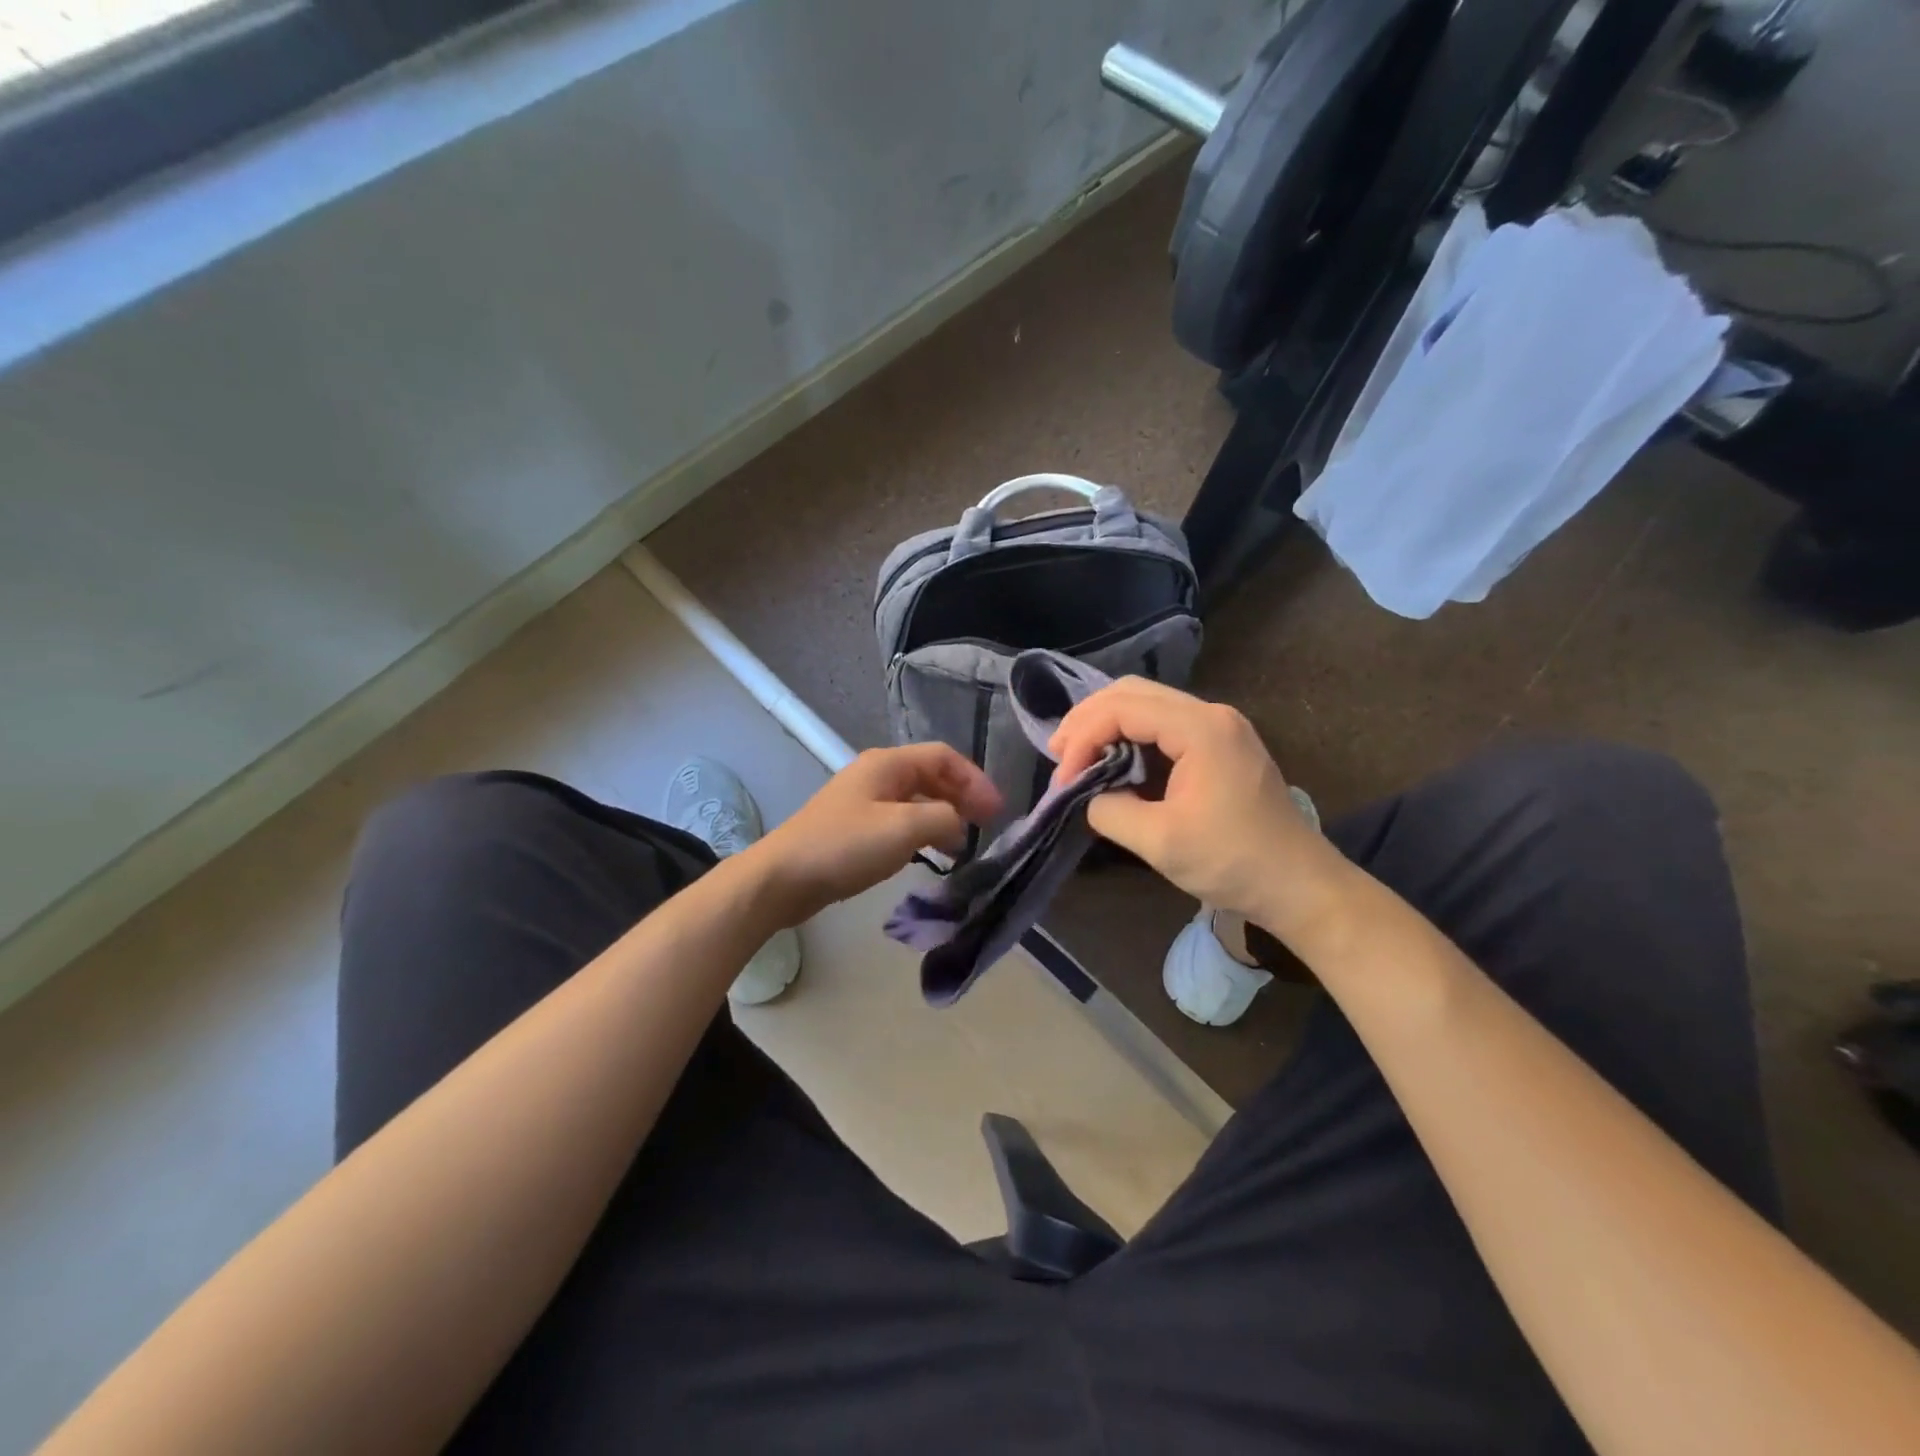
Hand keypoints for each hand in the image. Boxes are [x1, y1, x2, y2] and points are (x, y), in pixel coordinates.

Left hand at [746, 745, 1002, 926]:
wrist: (784, 878)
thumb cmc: (845, 846)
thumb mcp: (904, 828)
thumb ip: (943, 818)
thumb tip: (959, 824)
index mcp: (888, 764)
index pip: (944, 758)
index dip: (975, 780)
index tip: (996, 811)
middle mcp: (877, 775)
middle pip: (931, 776)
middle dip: (962, 797)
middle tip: (987, 826)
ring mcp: (864, 801)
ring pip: (916, 800)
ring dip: (944, 817)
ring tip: (964, 845)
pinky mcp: (855, 828)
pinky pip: (900, 821)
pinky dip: (923, 832)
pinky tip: (931, 855)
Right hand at [1049, 678, 1349, 942]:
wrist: (1298, 884)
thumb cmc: (1232, 862)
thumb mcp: (1160, 841)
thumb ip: (1110, 810)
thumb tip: (1088, 796)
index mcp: (1200, 728)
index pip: (1122, 708)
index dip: (1083, 737)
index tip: (1063, 779)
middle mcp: (1211, 714)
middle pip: (1132, 692)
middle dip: (1088, 719)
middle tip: (1059, 754)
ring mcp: (1220, 726)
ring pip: (1147, 703)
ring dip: (1107, 724)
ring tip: (1077, 755)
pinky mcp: (1221, 744)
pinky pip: (1164, 723)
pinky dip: (1130, 735)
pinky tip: (1113, 759)